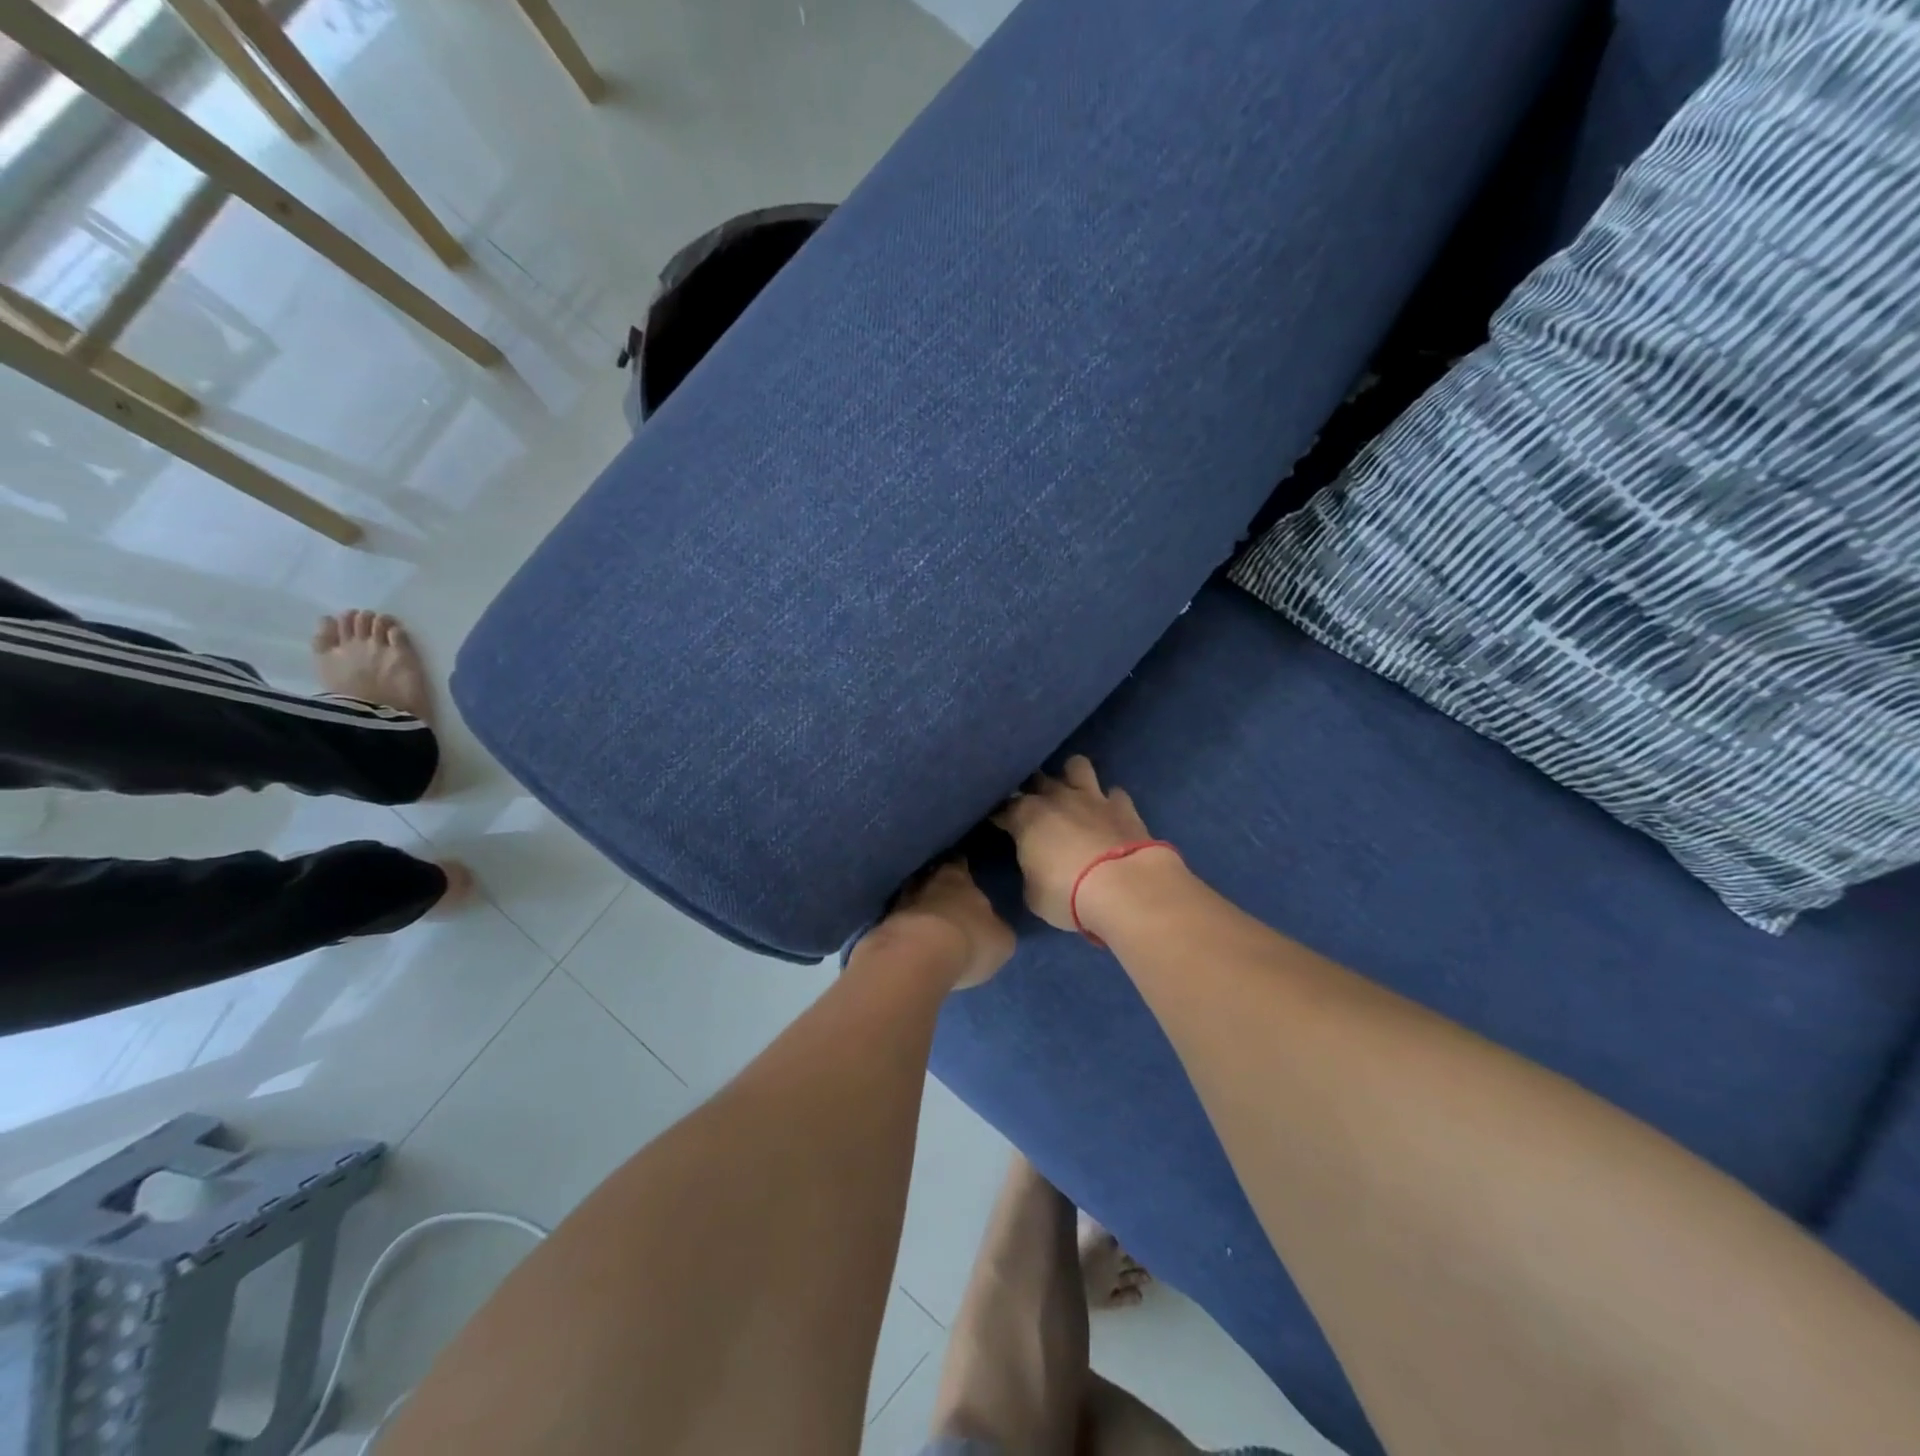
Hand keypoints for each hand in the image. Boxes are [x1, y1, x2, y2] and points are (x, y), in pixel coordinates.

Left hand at [876, 860, 1015, 990]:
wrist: (916, 958)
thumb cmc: (968, 940)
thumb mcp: (1000, 940)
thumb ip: (996, 929)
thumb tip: (993, 929)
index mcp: (957, 877)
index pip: (959, 863)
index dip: (962, 867)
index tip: (964, 871)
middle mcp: (924, 881)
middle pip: (930, 878)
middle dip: (935, 887)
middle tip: (944, 900)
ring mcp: (898, 903)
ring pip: (910, 900)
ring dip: (916, 909)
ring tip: (926, 924)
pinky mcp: (880, 929)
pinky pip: (896, 925)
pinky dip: (903, 931)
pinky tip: (909, 944)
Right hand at [993, 756, 1169, 932]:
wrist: (1125, 888)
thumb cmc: (1068, 894)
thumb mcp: (1034, 894)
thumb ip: (1031, 872)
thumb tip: (1035, 867)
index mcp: (1026, 816)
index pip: (1003, 807)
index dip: (1000, 815)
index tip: (999, 824)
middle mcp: (1056, 797)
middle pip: (1037, 778)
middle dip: (1032, 789)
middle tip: (1033, 808)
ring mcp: (1092, 797)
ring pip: (1077, 765)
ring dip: (1072, 777)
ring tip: (1072, 794)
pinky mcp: (1124, 806)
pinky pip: (1114, 792)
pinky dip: (1109, 801)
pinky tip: (1108, 813)